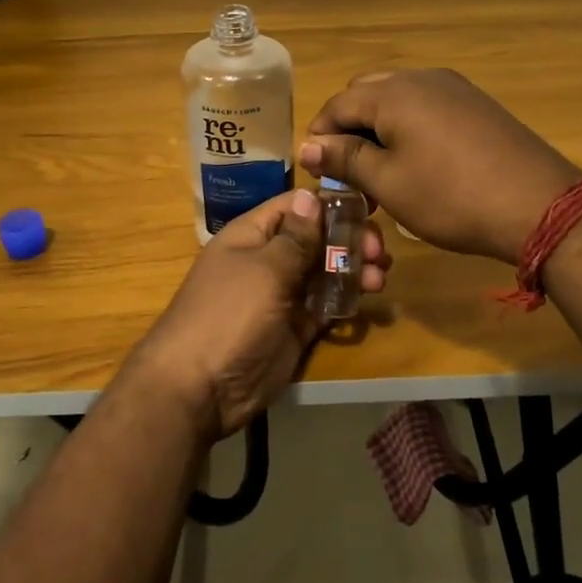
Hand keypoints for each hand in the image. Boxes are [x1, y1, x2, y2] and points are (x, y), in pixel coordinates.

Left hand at [128, 188, 390, 440]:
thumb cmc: (229, 314)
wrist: (201, 388)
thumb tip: (310, 194)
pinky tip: (367, 296)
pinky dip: (346, 298)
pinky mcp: (294, 328)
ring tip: (380, 276)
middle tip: (380, 251)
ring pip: (324, 272)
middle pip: (316, 239)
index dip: (331, 203)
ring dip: (353, 269)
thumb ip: (295, 237)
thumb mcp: (264, 269)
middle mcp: (268, 260)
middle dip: (349, 239)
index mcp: (252, 235)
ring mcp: (282, 295)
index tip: (371, 207)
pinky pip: (325, 305)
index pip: (296, 207)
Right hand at [300, 69, 581, 264]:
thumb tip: (308, 145)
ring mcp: (455, 88)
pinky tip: (417, 164)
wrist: (539, 205)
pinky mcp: (477, 105)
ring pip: (398, 100)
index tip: (316, 171)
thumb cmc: (451, 196)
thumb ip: (345, 158)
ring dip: (379, 129)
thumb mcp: (388, 182)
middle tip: (348, 172)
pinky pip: (427, 107)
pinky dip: (408, 129)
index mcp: (394, 92)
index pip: (338, 104)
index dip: (320, 136)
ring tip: (380, 173)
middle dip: (349, 129)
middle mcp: (422, 78)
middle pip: (366, 94)